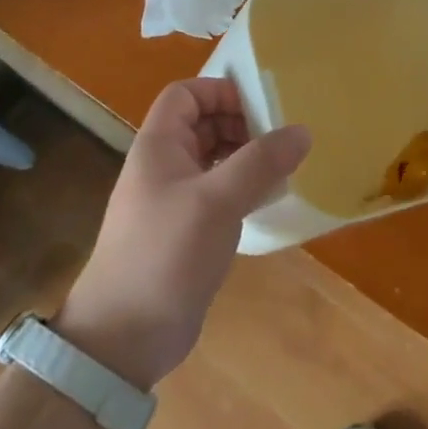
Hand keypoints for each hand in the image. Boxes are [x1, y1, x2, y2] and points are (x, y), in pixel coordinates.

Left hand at [55, 78, 309, 389]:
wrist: (124, 337)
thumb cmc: (165, 254)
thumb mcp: (217, 200)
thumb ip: (260, 161)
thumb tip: (302, 130)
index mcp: (158, 146)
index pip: (186, 94)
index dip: (221, 91)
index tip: (262, 107)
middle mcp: (164, 165)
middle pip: (204, 123)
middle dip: (243, 123)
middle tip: (282, 138)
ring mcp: (175, 199)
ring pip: (215, 158)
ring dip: (247, 156)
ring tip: (284, 166)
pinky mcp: (187, 230)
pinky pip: (220, 192)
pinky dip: (244, 187)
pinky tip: (270, 199)